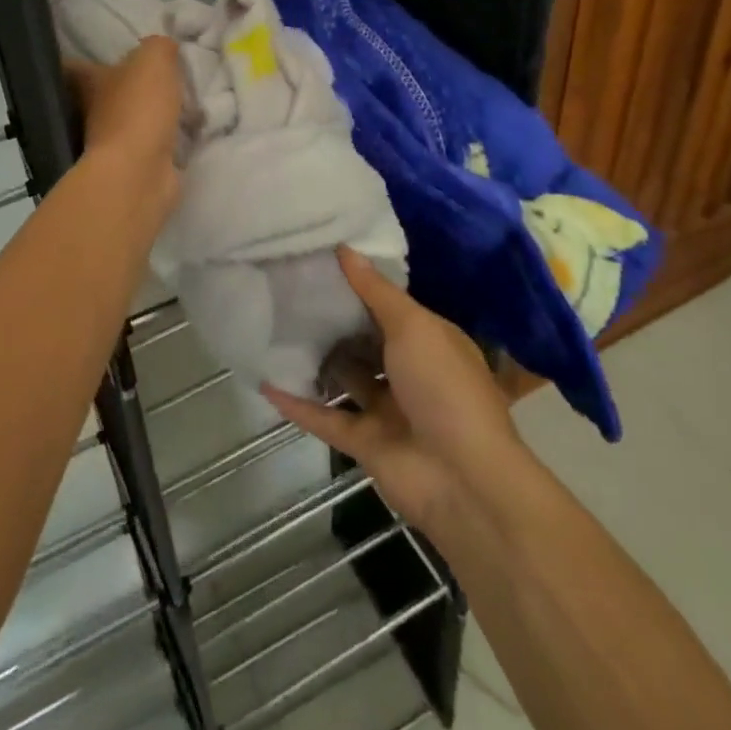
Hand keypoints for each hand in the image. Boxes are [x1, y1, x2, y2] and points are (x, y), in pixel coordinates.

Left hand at [64, 36, 184, 211]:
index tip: (98, 53)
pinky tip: (184, 132)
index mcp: (89, 83)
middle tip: (156, 77)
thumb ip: (159, 46)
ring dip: (148, 115)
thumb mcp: (154, 60)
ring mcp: (112, 144)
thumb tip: (164, 46)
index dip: (84, 59)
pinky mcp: (135, 167)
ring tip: (178, 103)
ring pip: (129, 121)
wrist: (140, 171)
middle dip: (125, 87)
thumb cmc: (138, 108)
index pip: (74, 67)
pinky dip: (164, 140)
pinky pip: (151, 145)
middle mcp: (92, 113)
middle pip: (103, 95)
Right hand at [265, 248, 528, 538]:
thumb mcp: (414, 326)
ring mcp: (387, 410)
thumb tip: (345, 248)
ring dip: (316, 360)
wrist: (464, 481)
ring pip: (345, 378)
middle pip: (365, 340)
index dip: (359, 285)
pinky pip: (326, 418)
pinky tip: (266, 381)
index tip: (320, 262)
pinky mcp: (365, 443)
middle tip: (289, 290)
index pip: (390, 306)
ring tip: (273, 328)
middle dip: (334, 320)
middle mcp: (410, 372)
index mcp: (430, 340)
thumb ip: (375, 291)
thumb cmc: (444, 387)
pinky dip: (298, 404)